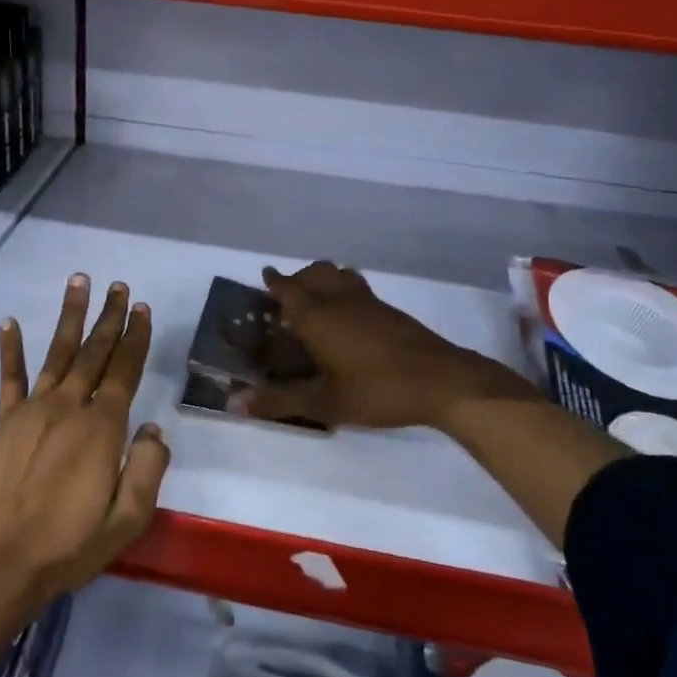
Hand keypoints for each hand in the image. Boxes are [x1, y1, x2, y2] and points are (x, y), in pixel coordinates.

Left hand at [0, 275, 170, 607]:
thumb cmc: (69, 547)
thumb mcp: (127, 521)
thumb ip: (148, 469)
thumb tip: (153, 428)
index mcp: (102, 429)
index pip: (125, 371)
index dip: (136, 338)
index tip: (142, 309)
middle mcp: (69, 408)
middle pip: (94, 353)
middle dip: (109, 318)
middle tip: (117, 286)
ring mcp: (32, 411)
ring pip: (57, 353)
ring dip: (70, 317)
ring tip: (78, 283)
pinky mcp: (2, 424)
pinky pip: (9, 379)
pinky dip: (9, 349)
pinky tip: (9, 322)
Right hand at [244, 261, 533, 431]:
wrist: (442, 381)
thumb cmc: (376, 390)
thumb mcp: (324, 403)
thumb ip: (280, 401)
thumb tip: (235, 403)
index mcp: (317, 317)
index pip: (288, 289)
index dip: (274, 282)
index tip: (265, 276)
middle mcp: (339, 300)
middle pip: (314, 273)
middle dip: (297, 278)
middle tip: (287, 295)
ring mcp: (368, 302)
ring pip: (339, 275)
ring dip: (323, 278)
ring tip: (316, 299)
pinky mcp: (390, 311)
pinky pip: (357, 287)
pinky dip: (343, 288)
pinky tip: (349, 315)